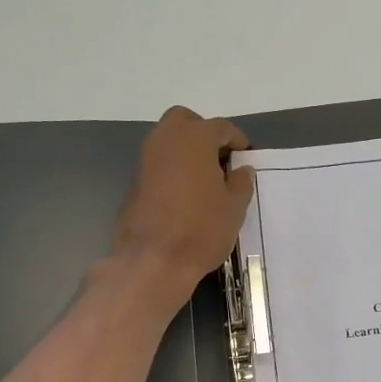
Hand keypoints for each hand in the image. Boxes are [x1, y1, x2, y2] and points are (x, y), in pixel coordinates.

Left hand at [111, 107, 254, 305]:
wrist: (154, 259)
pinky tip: (187, 193)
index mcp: (195, 138)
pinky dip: (173, 168)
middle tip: (221, 160)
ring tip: (206, 179)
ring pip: (168, 140)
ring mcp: (145, 158)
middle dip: (205, 134)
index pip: (222, 127)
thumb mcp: (234, 207)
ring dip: (187, 151)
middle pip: (187, 122)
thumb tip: (241, 170)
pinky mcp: (134, 180)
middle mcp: (166, 139)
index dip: (237, 141)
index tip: (246, 158)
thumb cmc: (202, 229)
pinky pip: (159, 162)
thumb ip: (241, 182)